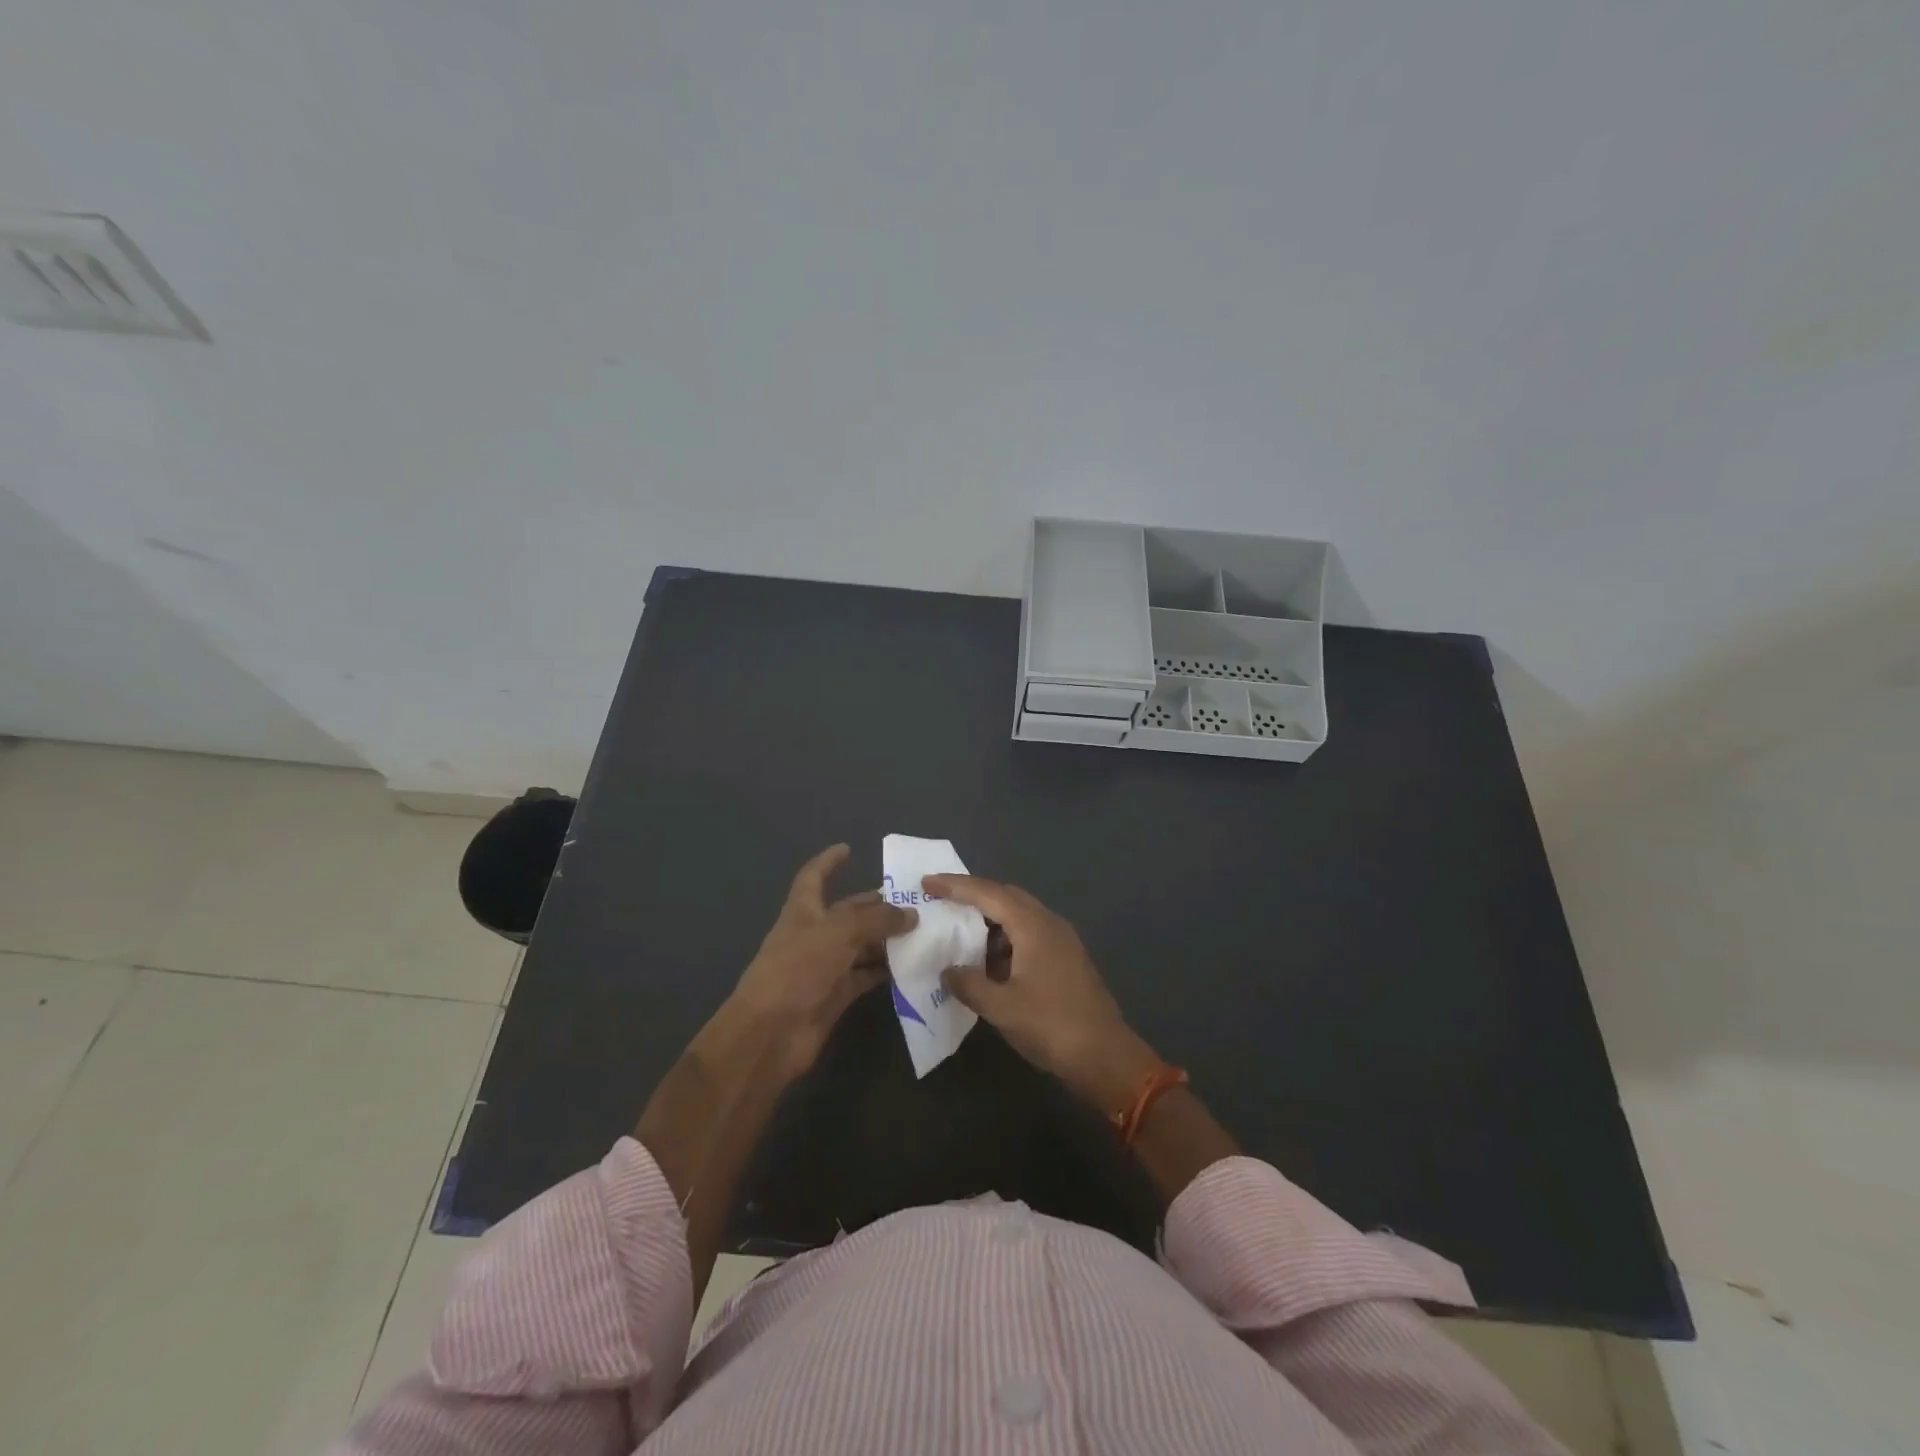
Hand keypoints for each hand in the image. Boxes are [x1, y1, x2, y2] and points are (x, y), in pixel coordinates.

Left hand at [732, 845, 915, 1076]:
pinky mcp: (835, 997)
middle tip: (914, 902)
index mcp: (803, 911)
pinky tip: (912, 967)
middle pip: (848, 914)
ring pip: (860, 946)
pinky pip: (865, 977)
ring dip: (887, 940)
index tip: (848, 849)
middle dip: (876, 906)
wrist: (770, 1034)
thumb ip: (876, 920)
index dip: (828, 862)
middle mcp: (814, 936)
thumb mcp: (838, 933)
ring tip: (924, 933)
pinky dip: (885, 972)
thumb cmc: (797, 969)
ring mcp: (824, 968)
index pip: (814, 877)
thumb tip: (911, 915)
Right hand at [927, 875, 1158, 1109]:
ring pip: (1019, 916)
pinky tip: (989, 962)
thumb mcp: (1001, 1008)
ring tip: (960, 932)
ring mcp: (1062, 940)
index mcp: (1033, 926)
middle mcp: (1049, 923)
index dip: (955, 886)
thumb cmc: (1050, 1025)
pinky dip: (1005, 939)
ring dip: (990, 920)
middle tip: (942, 900)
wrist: (1104, 1055)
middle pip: (1006, 896)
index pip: (987, 893)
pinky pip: (1029, 934)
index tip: (927, 883)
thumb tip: (948, 971)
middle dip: (973, 895)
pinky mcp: (1066, 958)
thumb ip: (969, 984)